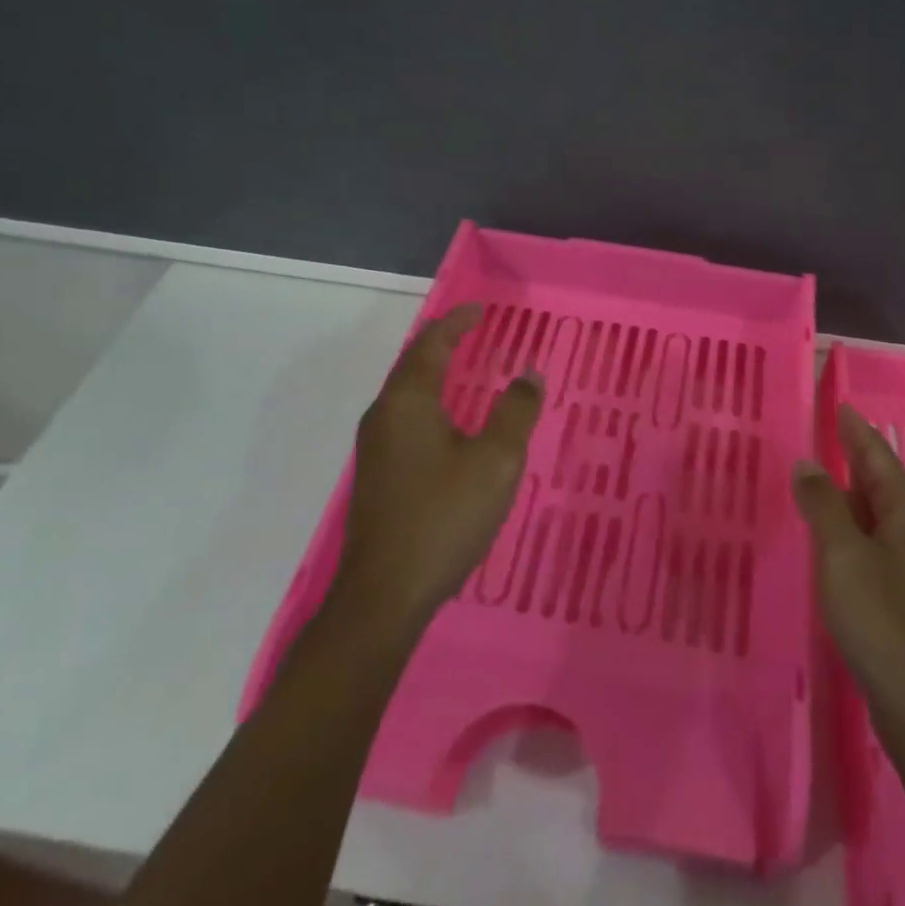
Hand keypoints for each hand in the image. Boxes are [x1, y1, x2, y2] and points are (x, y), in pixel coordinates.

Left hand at [332, 306, 543, 634]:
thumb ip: (515, 412)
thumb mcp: (496, 462)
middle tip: (474, 332)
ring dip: (434, 373)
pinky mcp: (378, 475)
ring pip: (406, 393)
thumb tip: (528, 373)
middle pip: (413, 364)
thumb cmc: (444, 518)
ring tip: (464, 367)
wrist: (384, 595)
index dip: (456, 323)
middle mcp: (384, 416)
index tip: (479, 309)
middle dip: (443, 343)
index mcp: (409, 403)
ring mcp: (376, 448)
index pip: (431, 345)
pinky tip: (449, 423)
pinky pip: (405, 418)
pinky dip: (430, 402)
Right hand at [792, 404, 904, 758]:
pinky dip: (848, 524)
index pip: (879, 459)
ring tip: (821, 472)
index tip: (839, 404)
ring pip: (874, 514)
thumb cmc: (881, 621)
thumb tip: (808, 463)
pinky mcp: (900, 595)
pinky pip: (870, 541)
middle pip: (880, 483)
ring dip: (849, 491)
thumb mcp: (843, 556)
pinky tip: (830, 533)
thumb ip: (823, 506)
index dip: (857, 431)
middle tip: (825, 430)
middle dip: (854, 456)